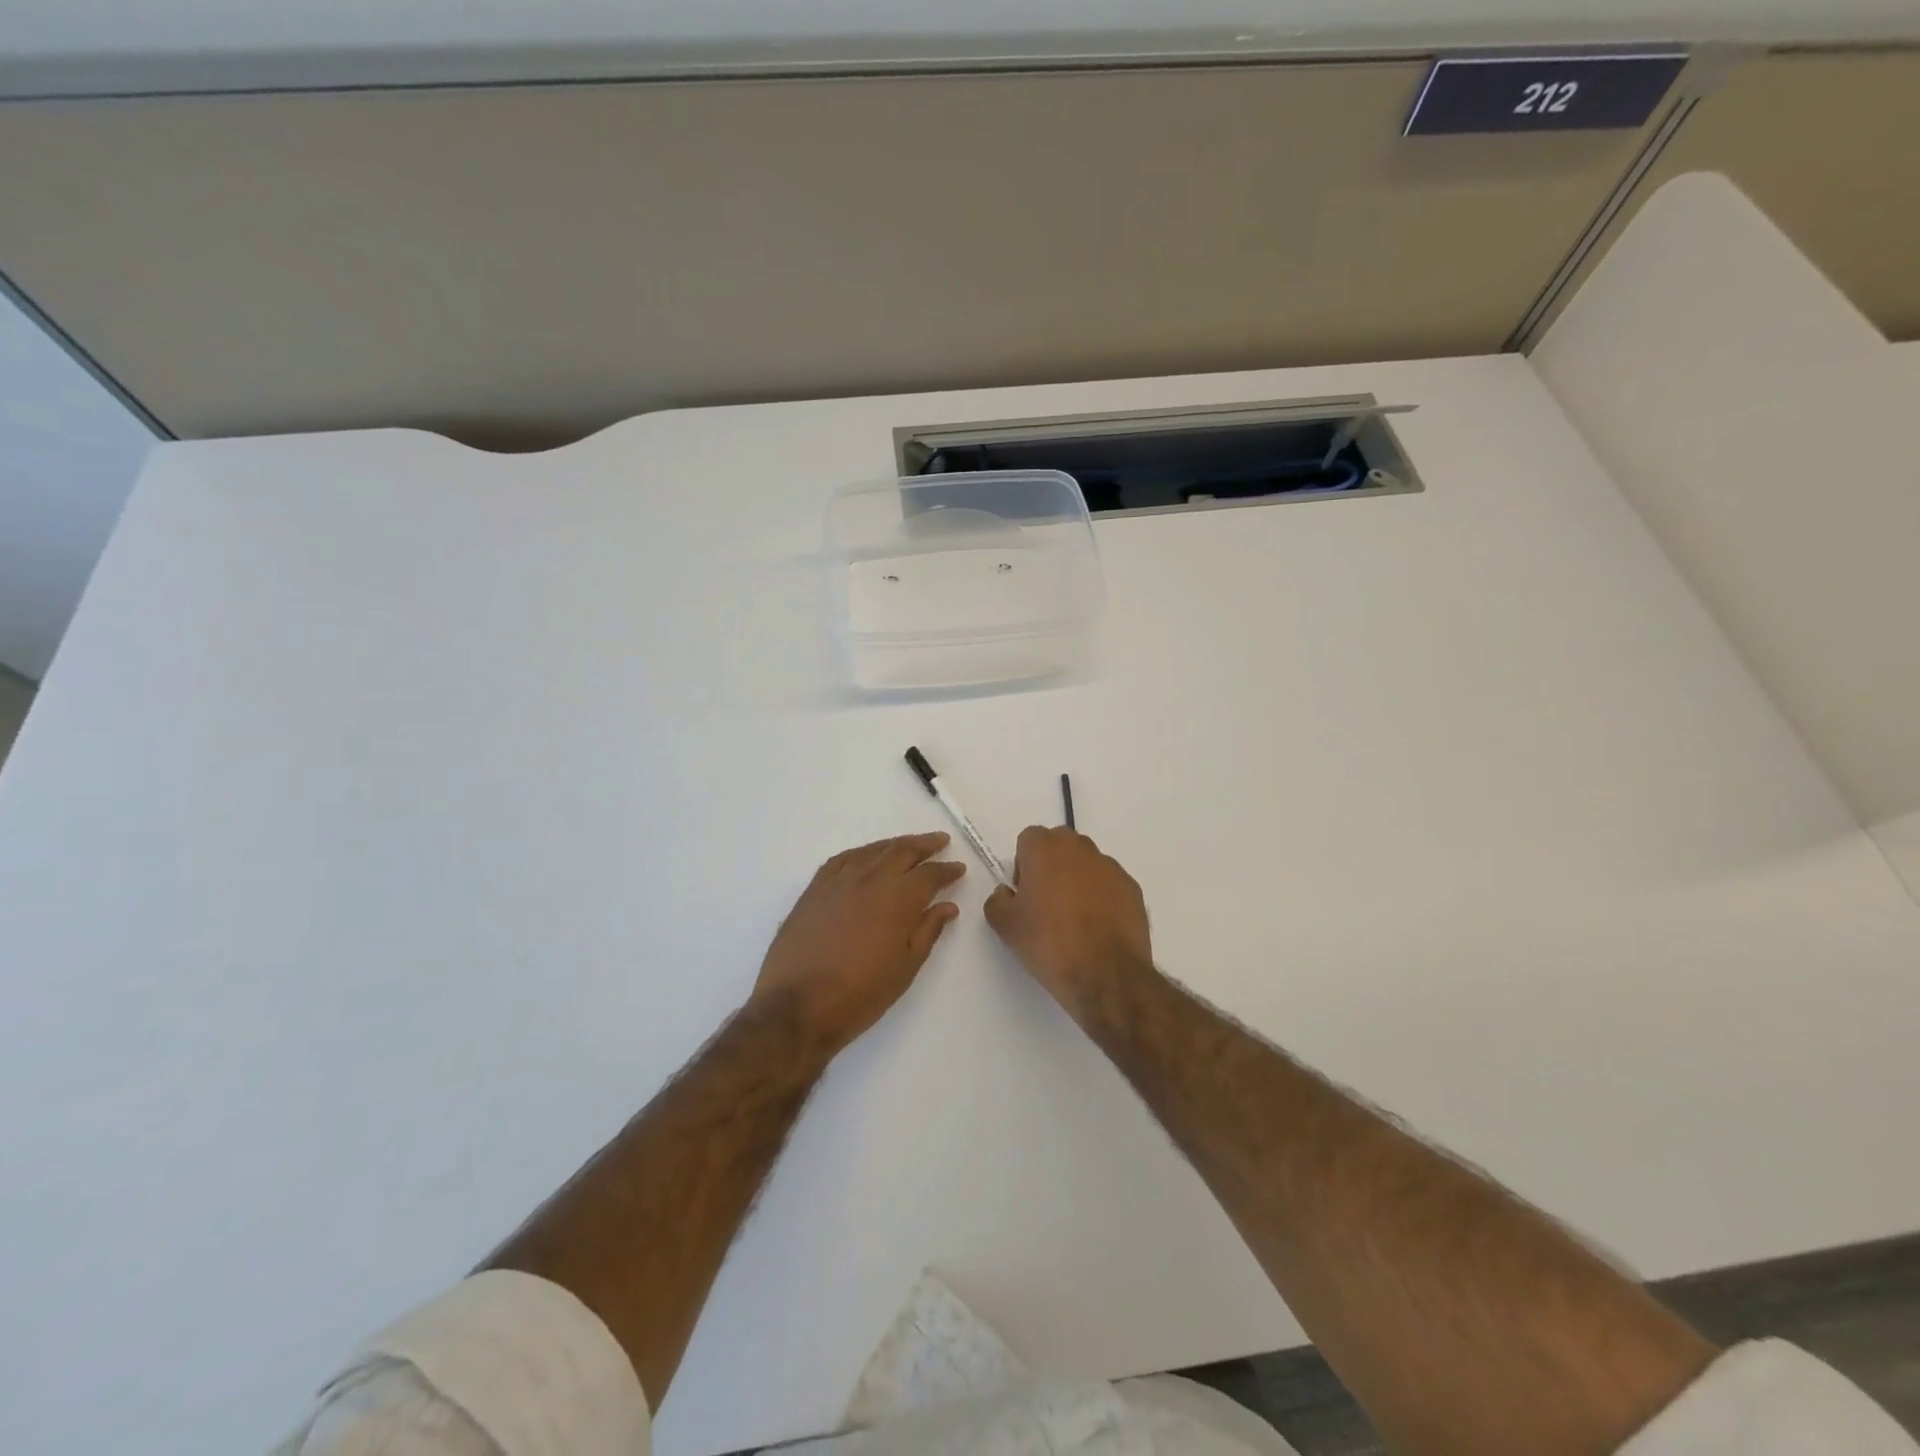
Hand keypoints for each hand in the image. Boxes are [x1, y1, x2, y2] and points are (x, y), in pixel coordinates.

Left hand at [753, 833, 965, 1055]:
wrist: (797, 1005)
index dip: (947, 870)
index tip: (959, 868)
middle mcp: (870, 879)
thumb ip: (928, 931)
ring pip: (873, 850)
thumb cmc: (860, 993)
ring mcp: (839, 880)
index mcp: (898, 899)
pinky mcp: (815, 888)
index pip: (929, 875)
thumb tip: (947, 906)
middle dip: (925, 845)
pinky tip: (867, 856)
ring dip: (895, 844)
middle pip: (902, 851)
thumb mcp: (905, 967)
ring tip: (909, 844)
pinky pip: (843, 859)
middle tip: (940, 841)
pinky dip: (862, 853)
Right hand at [984, 827, 1154, 1020]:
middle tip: (1046, 902)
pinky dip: (1102, 897)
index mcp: (1045, 848)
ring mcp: (1111, 867)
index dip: (1023, 864)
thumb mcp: (1006, 926)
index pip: (1029, 839)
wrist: (1106, 975)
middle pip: (1060, 845)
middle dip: (1051, 865)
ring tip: (1075, 920)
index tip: (1024, 893)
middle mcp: (1080, 848)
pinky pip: (1109, 884)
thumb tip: (1006, 893)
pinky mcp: (1133, 888)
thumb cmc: (1049, 943)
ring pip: (1087, 864)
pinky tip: (1098, 928)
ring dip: (1078, 880)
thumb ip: (997, 900)